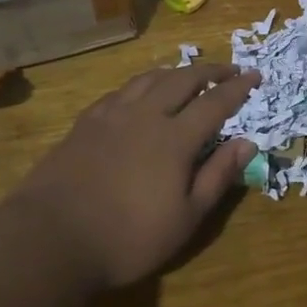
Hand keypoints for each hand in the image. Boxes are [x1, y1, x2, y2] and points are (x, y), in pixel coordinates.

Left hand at [7, 65, 258, 291]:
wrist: (52, 237)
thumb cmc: (128, 237)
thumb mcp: (186, 218)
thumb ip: (218, 176)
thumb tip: (248, 143)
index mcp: (175, 137)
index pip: (215, 102)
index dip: (238, 87)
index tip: (255, 76)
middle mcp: (145, 115)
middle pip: (182, 79)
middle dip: (209, 71)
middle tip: (228, 69)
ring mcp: (111, 115)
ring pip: (148, 79)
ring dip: (174, 72)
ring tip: (186, 74)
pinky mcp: (84, 123)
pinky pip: (119, 91)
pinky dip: (140, 85)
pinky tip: (138, 94)